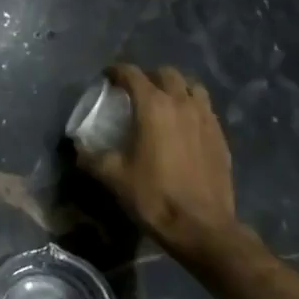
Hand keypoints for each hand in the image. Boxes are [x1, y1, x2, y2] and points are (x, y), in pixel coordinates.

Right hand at [77, 65, 264, 271]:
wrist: (202, 227)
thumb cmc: (154, 197)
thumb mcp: (114, 178)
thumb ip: (92, 158)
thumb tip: (78, 149)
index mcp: (153, 106)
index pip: (132, 74)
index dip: (117, 71)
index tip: (107, 77)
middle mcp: (182, 103)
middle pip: (166, 74)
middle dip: (148, 77)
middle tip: (135, 92)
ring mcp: (206, 118)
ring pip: (192, 87)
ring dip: (175, 88)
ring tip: (164, 103)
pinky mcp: (220, 136)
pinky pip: (205, 109)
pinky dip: (192, 108)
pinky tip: (184, 127)